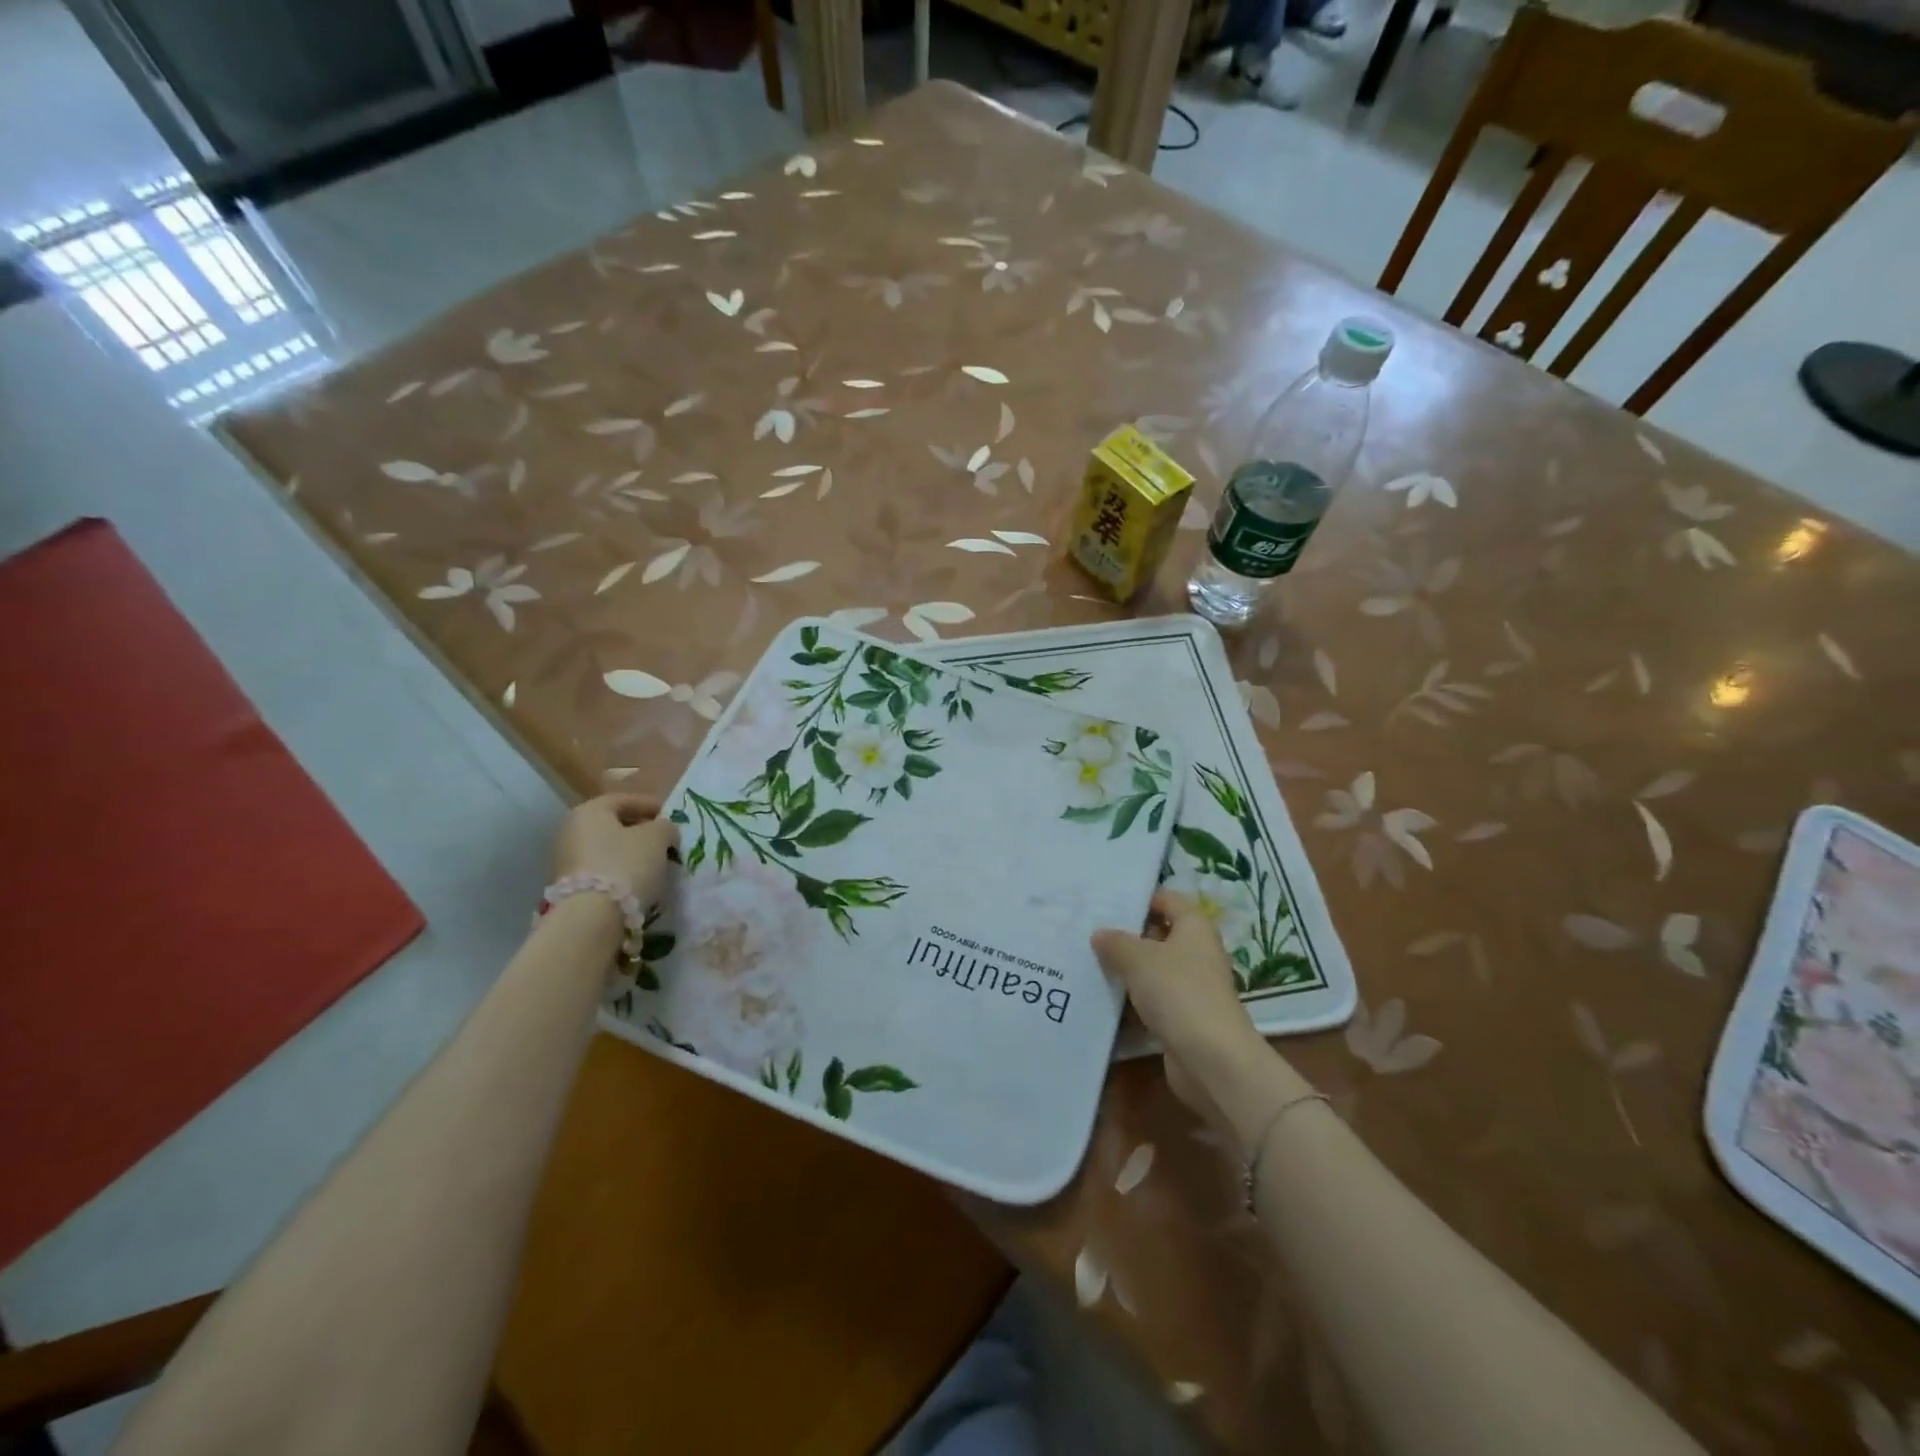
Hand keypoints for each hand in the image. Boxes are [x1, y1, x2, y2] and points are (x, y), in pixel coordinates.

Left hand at [552, 794, 677, 903]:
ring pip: (605, 849)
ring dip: (629, 853)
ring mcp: (564, 860)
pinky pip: (600, 870)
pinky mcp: (567, 887)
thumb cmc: (626, 864)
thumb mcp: (658, 837)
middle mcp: (570, 830)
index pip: (624, 800)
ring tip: (654, 864)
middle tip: (664, 841)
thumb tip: (664, 830)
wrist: (591, 917)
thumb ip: (665, 827)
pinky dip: (618, 871)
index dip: (651, 806)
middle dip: (640, 831)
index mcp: (589, 811)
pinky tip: (636, 882)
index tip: (671, 817)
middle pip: (612, 825)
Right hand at [1093, 889, 1299, 1145]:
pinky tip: (1101, 998)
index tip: (1104, 901)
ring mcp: (1191, 987)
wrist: (1213, 1060)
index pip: (1166, 899)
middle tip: (1086, 932)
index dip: (1138, 898)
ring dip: (1125, 970)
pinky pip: (1151, 1000)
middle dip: (1125, 935)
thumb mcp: (1138, 959)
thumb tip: (1100, 934)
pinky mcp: (1183, 1018)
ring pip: (1152, 970)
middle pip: (1157, 934)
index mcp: (1194, 927)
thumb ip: (1116, 942)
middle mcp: (1196, 953)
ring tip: (1085, 962)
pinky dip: (1131, 1000)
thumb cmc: (1178, 993)